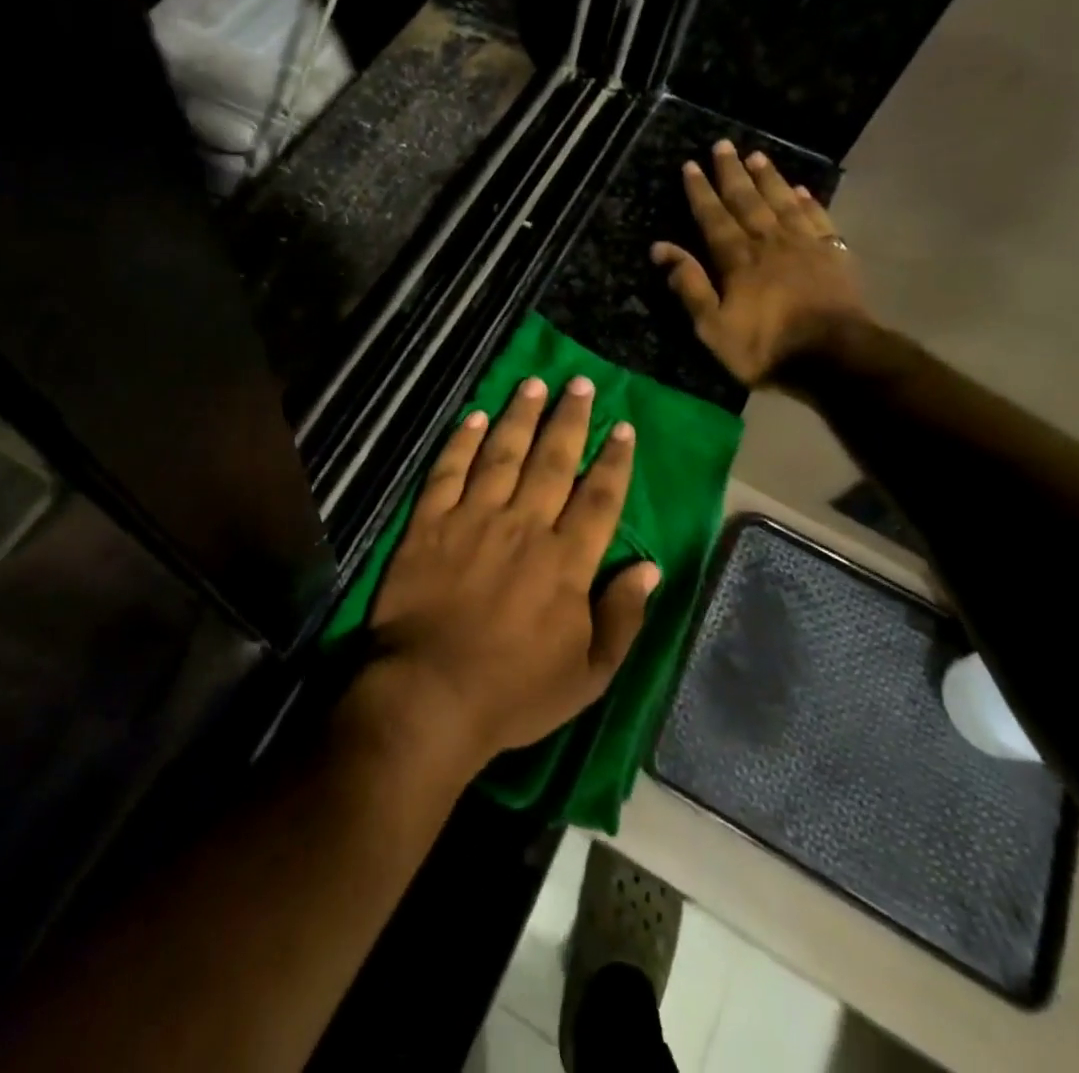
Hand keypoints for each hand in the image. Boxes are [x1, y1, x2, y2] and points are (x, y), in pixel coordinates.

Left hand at [359, 375, 658, 770]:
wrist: (429, 695)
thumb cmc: (513, 692)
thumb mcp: (587, 675)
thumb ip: (622, 619)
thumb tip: (650, 568)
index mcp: (565, 561)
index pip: (598, 498)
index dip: (613, 460)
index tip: (623, 427)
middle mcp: (523, 526)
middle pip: (552, 461)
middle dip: (569, 419)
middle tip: (579, 383)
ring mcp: (472, 519)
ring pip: (502, 454)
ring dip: (519, 416)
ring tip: (533, 383)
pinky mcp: (429, 524)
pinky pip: (447, 472)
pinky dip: (460, 442)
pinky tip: (474, 416)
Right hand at [651, 140, 870, 386]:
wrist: (835, 357)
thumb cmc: (765, 347)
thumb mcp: (713, 326)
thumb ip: (690, 285)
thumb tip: (661, 248)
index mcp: (738, 259)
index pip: (714, 217)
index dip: (701, 191)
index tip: (691, 165)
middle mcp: (769, 242)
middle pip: (748, 200)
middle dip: (732, 173)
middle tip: (722, 145)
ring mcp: (805, 245)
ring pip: (782, 202)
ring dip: (768, 178)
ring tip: (757, 155)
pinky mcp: (834, 255)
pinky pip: (818, 218)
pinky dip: (808, 201)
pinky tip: (800, 189)